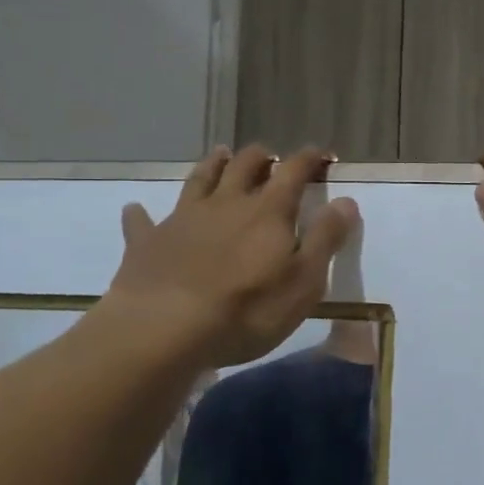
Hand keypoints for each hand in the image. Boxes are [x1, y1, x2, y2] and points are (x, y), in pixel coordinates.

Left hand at [98, 146, 357, 367]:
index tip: (321, 154)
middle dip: (261, 157)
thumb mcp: (304, 280)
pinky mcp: (146, 243)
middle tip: (270, 156)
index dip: (309, 159)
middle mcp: (226, 204)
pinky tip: (137, 209)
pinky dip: (142, 213)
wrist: (162, 330)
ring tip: (221, 154)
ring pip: (200, 180)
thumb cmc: (247, 309)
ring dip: (213, 165)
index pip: (293, 171)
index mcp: (269, 211)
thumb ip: (326, 238)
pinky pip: (143, 221)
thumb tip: (346, 201)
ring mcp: (182, 219)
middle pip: (244, 166)